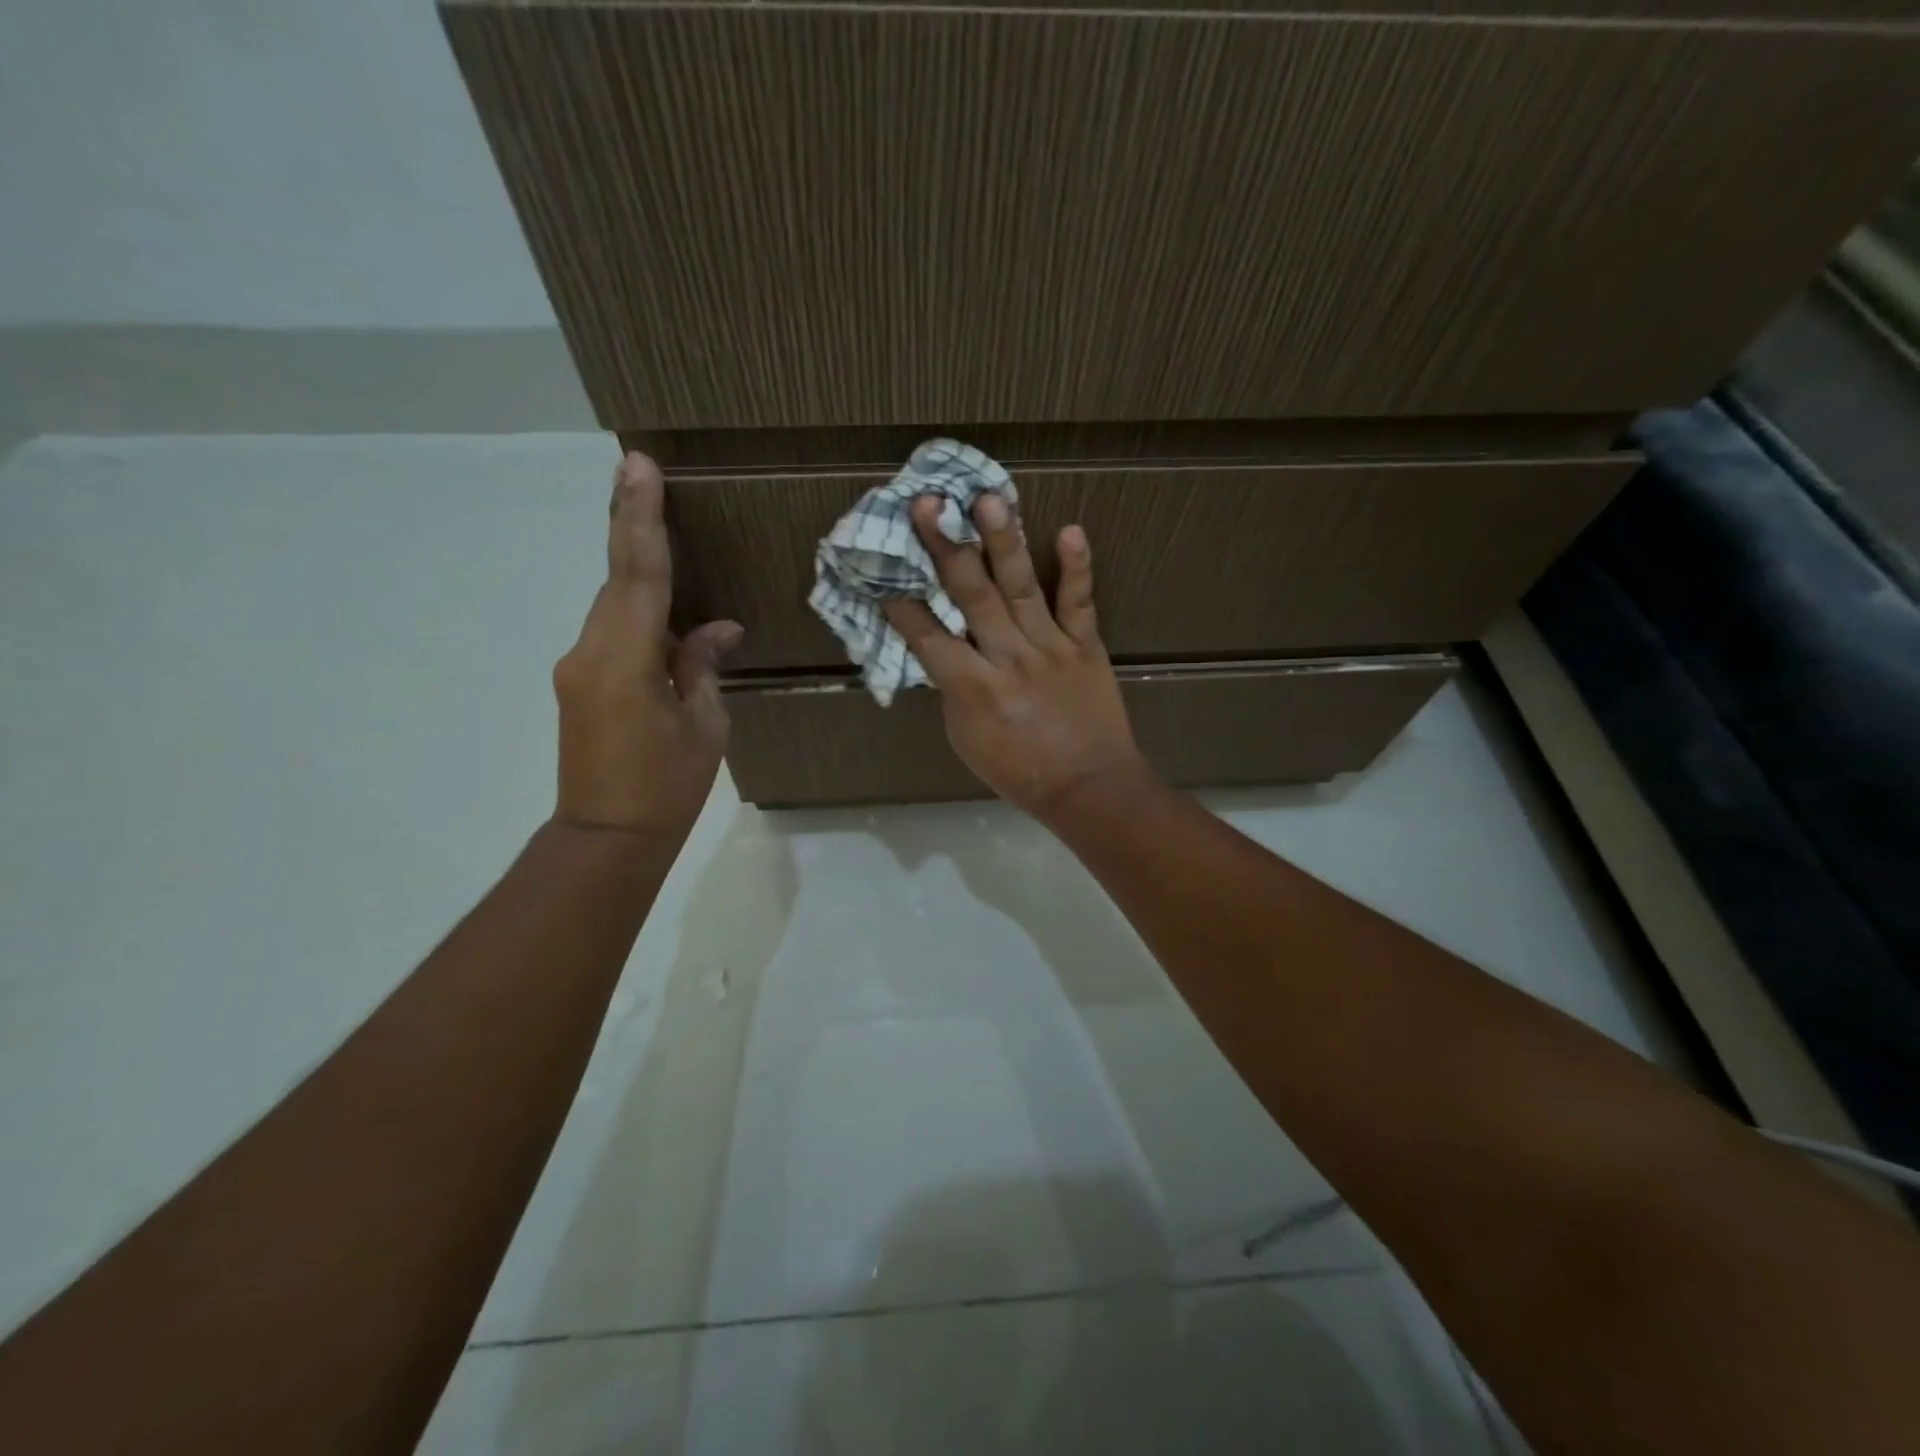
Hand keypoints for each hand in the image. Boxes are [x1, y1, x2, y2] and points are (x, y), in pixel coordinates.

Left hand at [552, 453, 741, 834]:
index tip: (636, 467)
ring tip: (659, 529)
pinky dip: (640, 614)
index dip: (639, 518)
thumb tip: (717, 629)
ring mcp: (579, 667)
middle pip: (618, 580)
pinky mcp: (580, 683)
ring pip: (615, 606)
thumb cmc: (666, 787)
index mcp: (625, 660)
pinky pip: (614, 633)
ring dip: (639, 573)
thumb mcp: (704, 727)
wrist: (606, 839)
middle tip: (639, 471)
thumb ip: (701, 667)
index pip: (637, 575)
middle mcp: (590, 652)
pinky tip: (669, 619)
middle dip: (631, 526)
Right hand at [883, 493, 1150, 822]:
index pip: (929, 638)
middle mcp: (1009, 659)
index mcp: (974, 690)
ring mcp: (1050, 647)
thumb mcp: (968, 741)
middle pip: (971, 597)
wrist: (1091, 788)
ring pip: (1022, 588)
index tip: (883, 573)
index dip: (903, 606)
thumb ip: (955, 692)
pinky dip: (1076, 567)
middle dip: (945, 548)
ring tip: (989, 499)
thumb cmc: (1021, 772)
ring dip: (1003, 542)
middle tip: (927, 504)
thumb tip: (946, 653)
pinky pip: (1079, 602)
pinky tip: (1070, 529)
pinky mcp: (1085, 644)